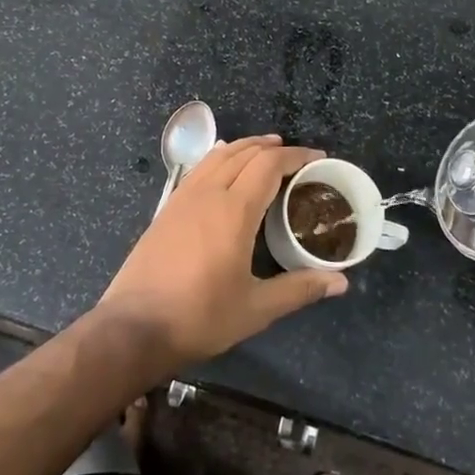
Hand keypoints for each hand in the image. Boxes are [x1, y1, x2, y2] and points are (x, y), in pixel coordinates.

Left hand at [100, 135, 345, 365]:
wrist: (134, 327)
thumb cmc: (200, 317)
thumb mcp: (256, 309)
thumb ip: (299, 289)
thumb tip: (341, 282)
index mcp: (234, 211)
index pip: (269, 165)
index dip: (296, 156)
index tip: (318, 157)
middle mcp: (208, 194)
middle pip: (245, 153)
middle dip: (274, 148)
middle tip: (298, 156)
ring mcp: (183, 198)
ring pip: (219, 156)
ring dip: (246, 147)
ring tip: (266, 149)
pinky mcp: (166, 208)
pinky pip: (199, 168)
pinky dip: (220, 156)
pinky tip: (222, 163)